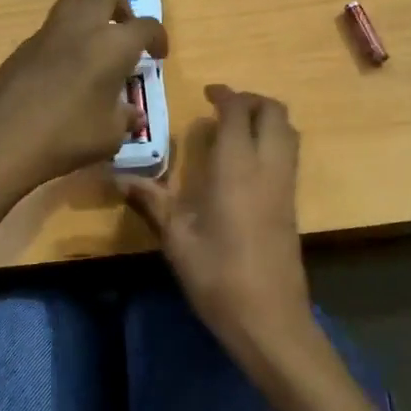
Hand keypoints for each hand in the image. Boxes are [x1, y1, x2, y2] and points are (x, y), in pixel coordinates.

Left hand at [0, 0, 167, 193]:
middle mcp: (83, 27)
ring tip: (95, 44)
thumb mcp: (108, 136)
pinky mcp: (23, 45)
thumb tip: (133, 115)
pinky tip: (65, 68)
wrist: (0, 138)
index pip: (146, 26)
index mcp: (113, 44)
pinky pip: (53, 27)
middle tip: (124, 34)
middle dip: (121, 7)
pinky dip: (66, 36)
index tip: (158, 55)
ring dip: (91, 13)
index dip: (158, 38)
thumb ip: (125, 119)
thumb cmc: (66, 135)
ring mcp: (49, 32)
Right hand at [122, 85, 312, 355]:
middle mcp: (268, 167)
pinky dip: (273, 140)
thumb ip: (150, 200)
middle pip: (274, 112)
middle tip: (224, 106)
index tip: (207, 93)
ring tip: (236, 128)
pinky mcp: (293, 203)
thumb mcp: (176, 237)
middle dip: (252, 100)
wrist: (269, 317)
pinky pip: (290, 154)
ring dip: (267, 118)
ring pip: (288, 132)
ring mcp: (286, 185)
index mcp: (237, 167)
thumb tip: (117, 177)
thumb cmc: (217, 275)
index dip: (225, 95)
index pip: (238, 112)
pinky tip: (246, 162)